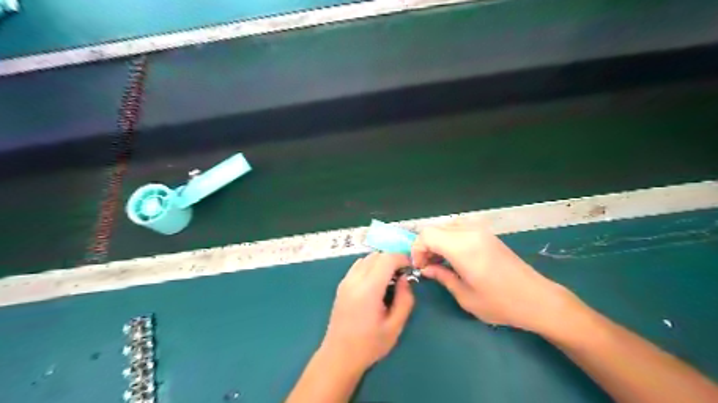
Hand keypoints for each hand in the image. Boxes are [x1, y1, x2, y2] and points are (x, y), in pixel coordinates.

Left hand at [319, 253, 414, 373]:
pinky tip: (375, 283)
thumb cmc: (369, 344)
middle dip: (392, 259)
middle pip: (376, 255)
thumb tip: (405, 279)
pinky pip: (358, 266)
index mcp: (368, 289)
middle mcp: (354, 280)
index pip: (386, 259)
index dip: (402, 258)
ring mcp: (345, 281)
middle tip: (402, 275)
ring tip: (390, 279)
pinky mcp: (341, 285)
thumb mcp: (395, 326)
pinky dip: (370, 266)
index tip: (411, 269)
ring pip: (366, 258)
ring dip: (381, 262)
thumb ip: (404, 299)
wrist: (339, 356)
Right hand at [412, 221, 575, 332]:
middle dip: (425, 245)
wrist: (537, 298)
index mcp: (463, 248)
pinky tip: (454, 256)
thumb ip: (442, 277)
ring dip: (437, 241)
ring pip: (446, 226)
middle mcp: (470, 232)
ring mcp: (480, 230)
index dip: (417, 249)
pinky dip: (449, 238)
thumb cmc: (500, 303)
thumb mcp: (465, 296)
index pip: (427, 235)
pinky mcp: (487, 233)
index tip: (420, 267)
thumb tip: (426, 269)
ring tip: (440, 261)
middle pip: (435, 229)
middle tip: (428, 266)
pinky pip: (459, 228)